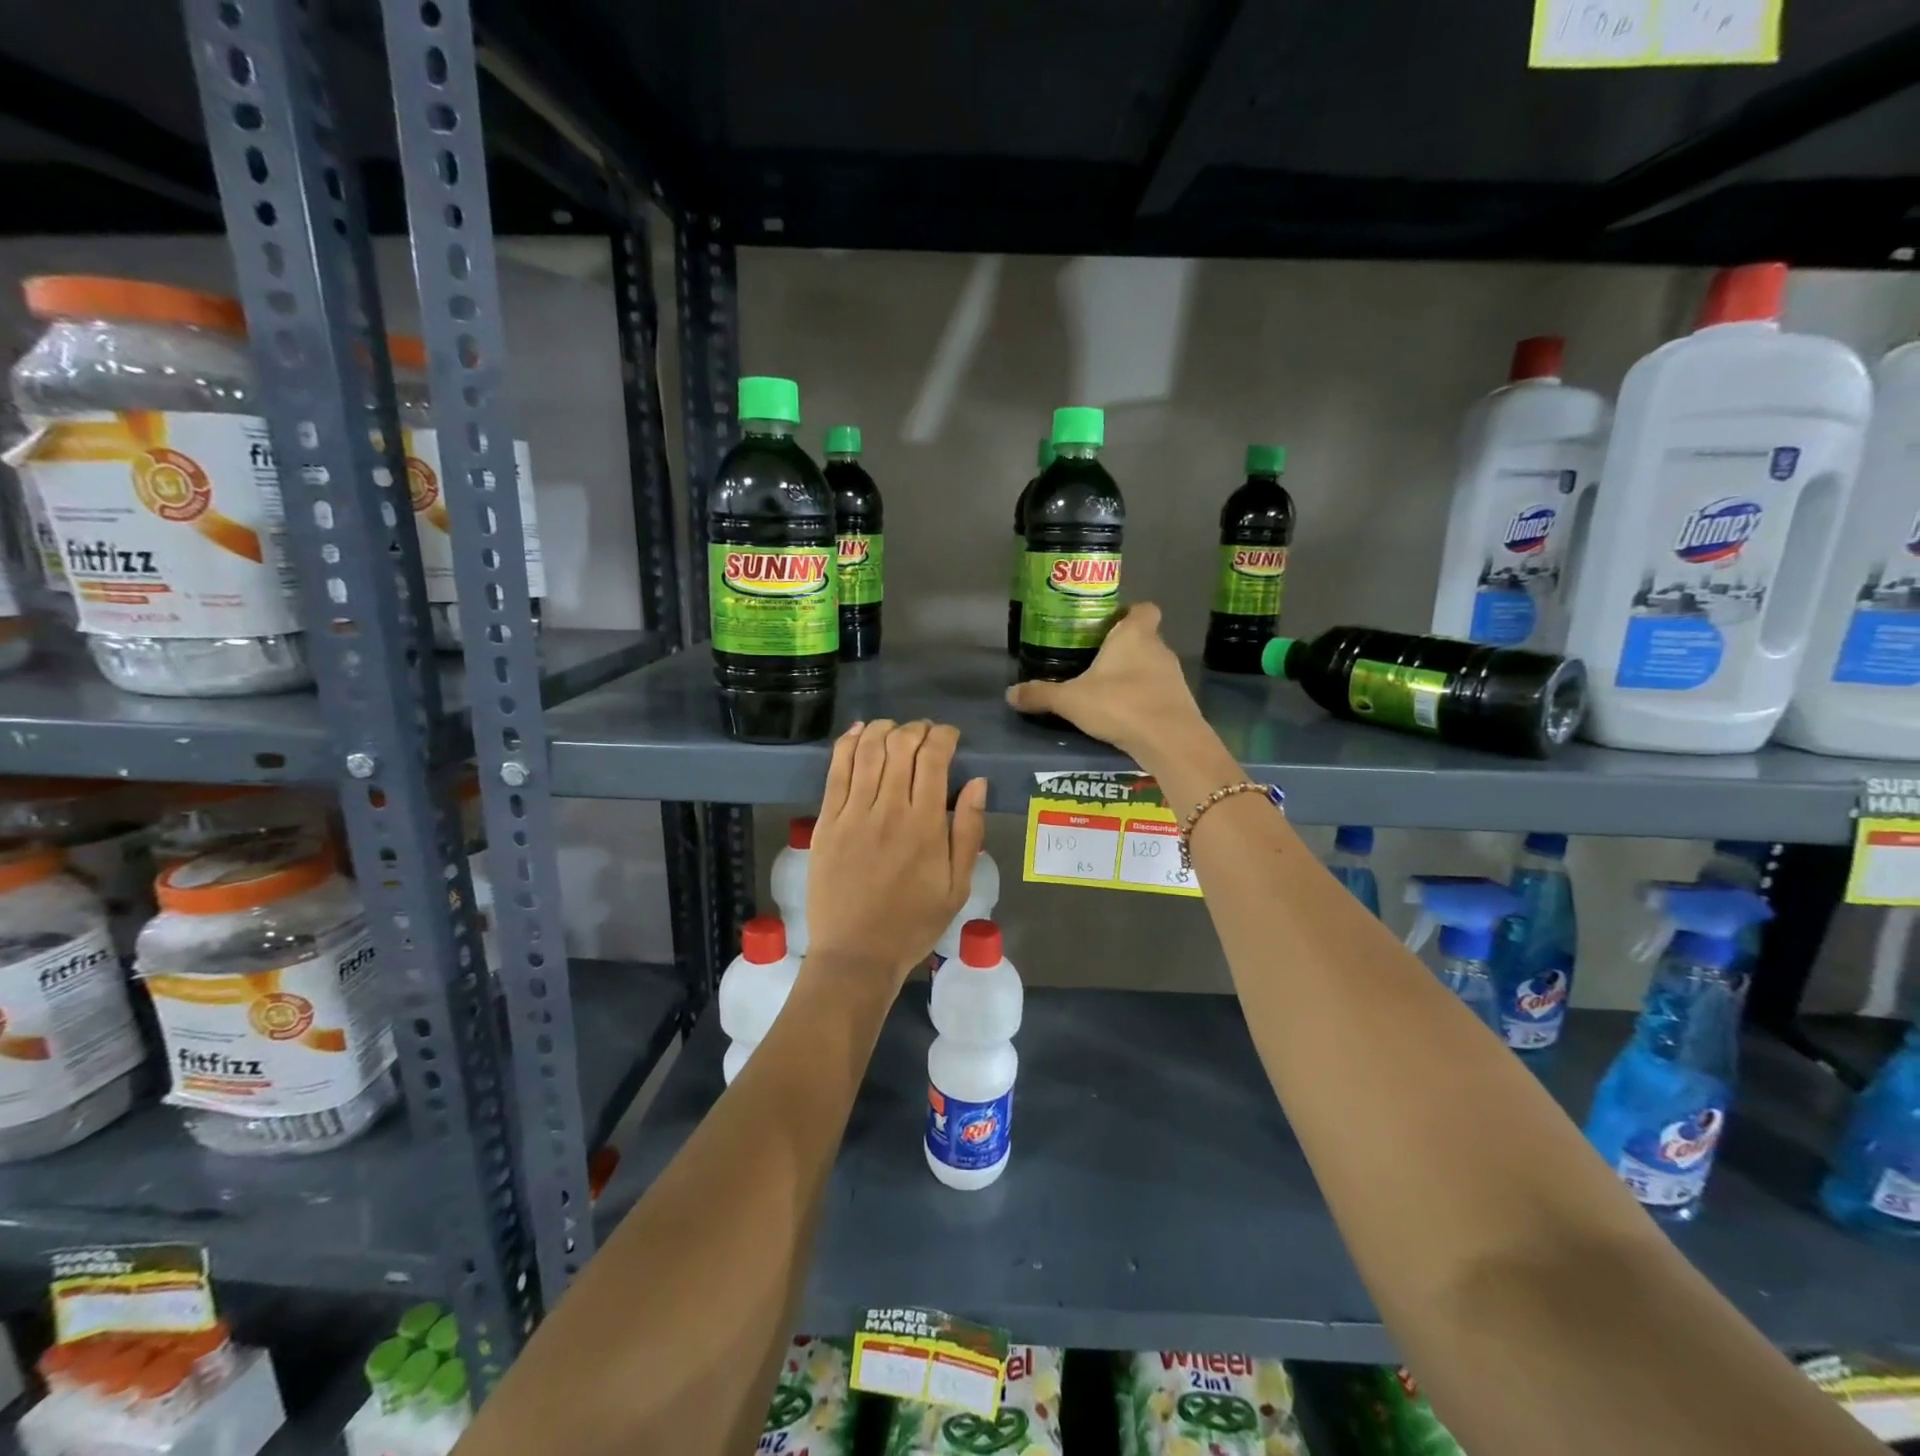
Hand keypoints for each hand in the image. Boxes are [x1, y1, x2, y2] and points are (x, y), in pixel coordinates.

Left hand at [805, 719, 988, 989]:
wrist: (856, 954)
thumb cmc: (913, 923)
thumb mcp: (957, 886)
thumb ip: (968, 831)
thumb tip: (977, 783)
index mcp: (925, 825)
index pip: (933, 758)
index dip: (944, 736)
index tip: (950, 736)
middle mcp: (888, 809)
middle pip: (900, 746)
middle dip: (916, 729)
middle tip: (925, 734)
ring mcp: (852, 813)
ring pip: (867, 751)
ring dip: (883, 729)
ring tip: (894, 729)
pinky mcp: (826, 821)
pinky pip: (836, 770)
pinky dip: (848, 744)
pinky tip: (858, 732)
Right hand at [1003, 604, 1204, 763]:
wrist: (1169, 740)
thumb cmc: (1119, 704)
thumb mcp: (1070, 700)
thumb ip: (1041, 695)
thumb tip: (1009, 694)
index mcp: (1133, 635)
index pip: (1143, 609)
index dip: (1129, 613)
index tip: (1109, 626)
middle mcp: (1158, 648)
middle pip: (1145, 638)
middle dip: (1125, 648)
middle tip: (1097, 662)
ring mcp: (1174, 675)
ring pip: (1153, 666)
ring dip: (1135, 675)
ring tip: (1108, 692)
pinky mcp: (1181, 701)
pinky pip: (1159, 692)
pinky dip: (1145, 698)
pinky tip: (1126, 715)